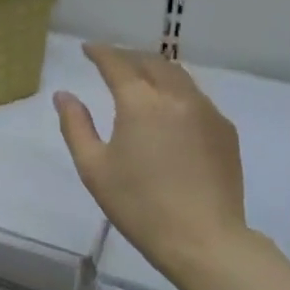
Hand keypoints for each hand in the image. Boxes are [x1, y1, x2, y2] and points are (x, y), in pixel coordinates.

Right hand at [54, 43, 251, 288]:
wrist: (205, 241)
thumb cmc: (140, 205)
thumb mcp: (94, 168)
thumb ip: (75, 125)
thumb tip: (64, 95)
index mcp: (141, 103)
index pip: (117, 63)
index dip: (100, 52)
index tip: (88, 49)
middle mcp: (176, 97)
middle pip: (152, 62)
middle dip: (129, 56)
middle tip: (112, 61)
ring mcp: (206, 111)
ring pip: (178, 76)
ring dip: (155, 70)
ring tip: (140, 79)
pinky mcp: (225, 130)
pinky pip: (196, 97)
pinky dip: (176, 91)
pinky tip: (169, 110)